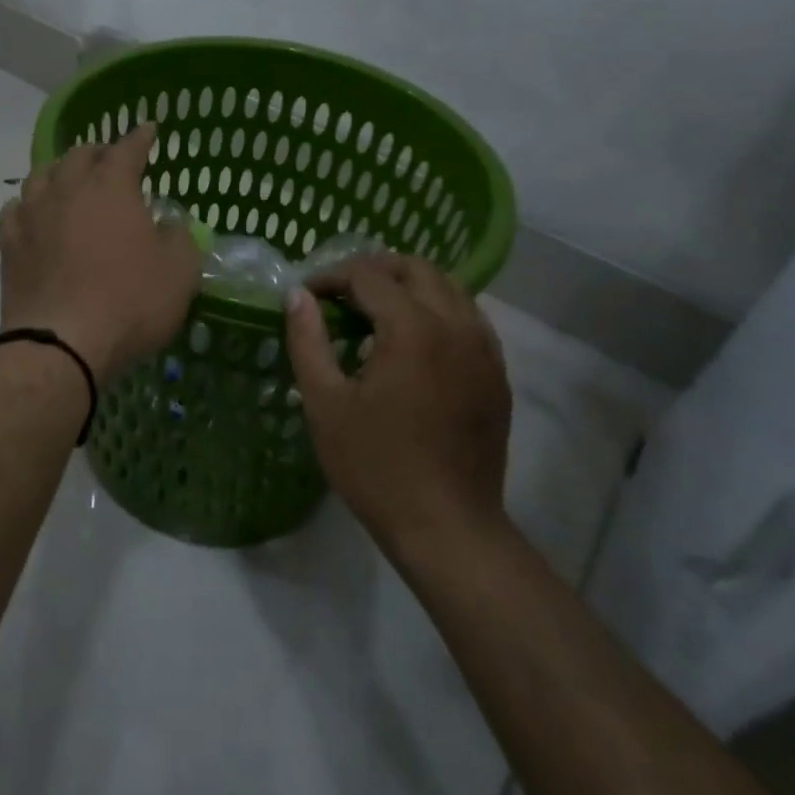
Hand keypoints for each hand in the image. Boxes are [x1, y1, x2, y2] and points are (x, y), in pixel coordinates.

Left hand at [0, 122, 200, 378]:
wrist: (60, 343)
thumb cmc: (129, 302)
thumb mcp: (179, 272)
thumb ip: (180, 239)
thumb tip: (168, 227)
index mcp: (111, 186)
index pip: (128, 148)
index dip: (141, 137)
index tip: (149, 130)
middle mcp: (67, 189)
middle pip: (79, 155)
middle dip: (99, 153)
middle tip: (111, 162)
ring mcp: (32, 214)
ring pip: (42, 175)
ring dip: (60, 172)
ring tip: (70, 182)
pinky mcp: (8, 244)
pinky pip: (16, 208)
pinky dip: (28, 205)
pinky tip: (33, 214)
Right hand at [285, 254, 512, 551]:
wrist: (447, 527)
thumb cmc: (375, 466)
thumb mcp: (325, 403)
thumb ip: (308, 341)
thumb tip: (297, 295)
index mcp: (411, 328)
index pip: (368, 275)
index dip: (331, 277)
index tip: (308, 296)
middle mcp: (455, 325)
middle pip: (415, 268)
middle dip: (374, 270)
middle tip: (341, 294)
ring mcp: (484, 348)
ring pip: (449, 287)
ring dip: (409, 286)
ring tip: (376, 310)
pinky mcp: (497, 373)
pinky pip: (470, 318)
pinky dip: (438, 310)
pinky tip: (415, 340)